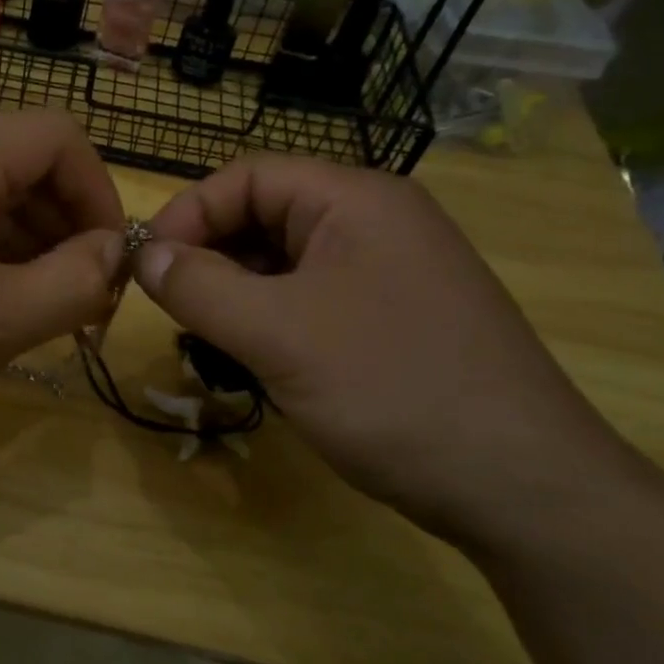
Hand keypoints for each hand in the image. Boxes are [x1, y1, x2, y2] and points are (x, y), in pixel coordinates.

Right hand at [133, 156, 636, 544]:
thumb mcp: (277, 334)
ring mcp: (388, 273)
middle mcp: (375, 223)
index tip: (144, 268)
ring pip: (284, 264)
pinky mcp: (392, 320)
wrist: (522, 486)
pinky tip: (254, 359)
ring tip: (206, 338)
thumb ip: (198, 287)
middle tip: (171, 309)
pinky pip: (311, 300)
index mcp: (355, 200)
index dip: (187, 213)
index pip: (247, 177)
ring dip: (235, 293)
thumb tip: (141, 255)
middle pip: (265, 217)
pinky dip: (269, 320)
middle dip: (209, 256)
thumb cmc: (392, 389)